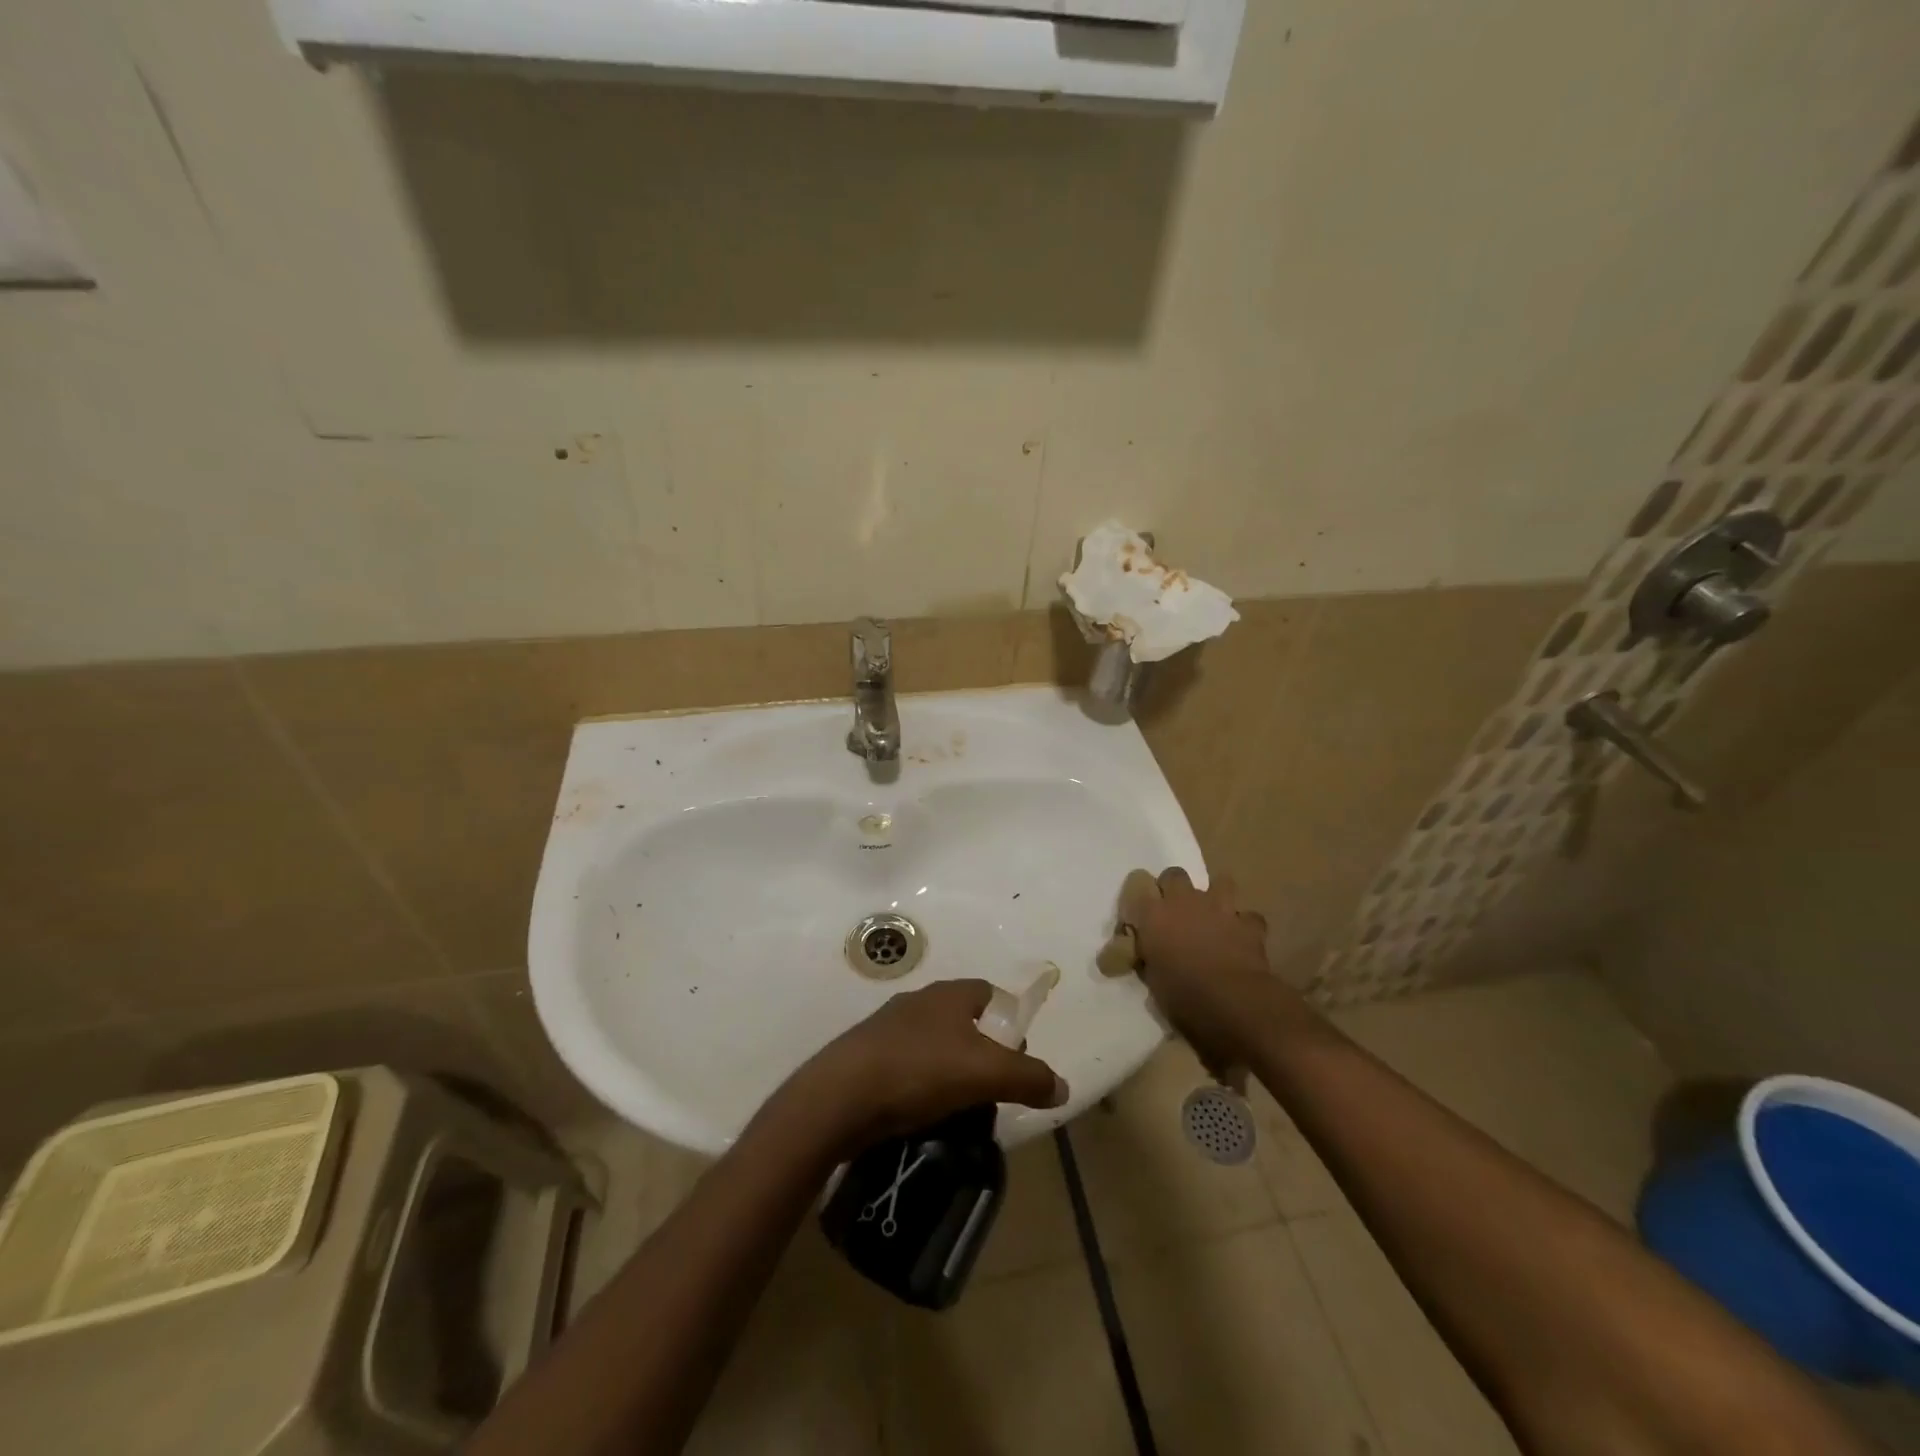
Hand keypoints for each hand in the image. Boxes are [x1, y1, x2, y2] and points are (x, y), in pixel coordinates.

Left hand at [780, 979, 1067, 1155]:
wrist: (840, 1096)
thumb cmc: (920, 1071)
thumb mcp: (986, 1074)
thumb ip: (1029, 1077)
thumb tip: (1063, 1086)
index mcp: (949, 994)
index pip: (990, 993)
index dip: (1009, 1021)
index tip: (1017, 1057)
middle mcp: (919, 1001)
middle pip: (963, 1020)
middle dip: (981, 1051)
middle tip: (991, 1088)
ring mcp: (888, 1027)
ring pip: (934, 1044)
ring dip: (949, 1070)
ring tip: (959, 1107)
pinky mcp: (866, 1056)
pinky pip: (907, 1065)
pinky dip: (920, 1085)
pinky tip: (922, 1112)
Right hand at [1123, 867, 1299, 1070]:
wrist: (1232, 1002)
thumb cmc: (1182, 994)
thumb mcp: (1152, 979)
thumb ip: (1147, 958)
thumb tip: (1143, 955)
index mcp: (1153, 914)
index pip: (1138, 884)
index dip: (1141, 899)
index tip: (1142, 916)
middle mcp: (1184, 901)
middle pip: (1174, 875)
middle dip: (1174, 888)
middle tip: (1175, 913)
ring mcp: (1219, 908)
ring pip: (1220, 882)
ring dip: (1216, 896)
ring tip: (1213, 916)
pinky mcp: (1249, 924)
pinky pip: (1248, 917)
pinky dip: (1244, 926)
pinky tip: (1241, 939)